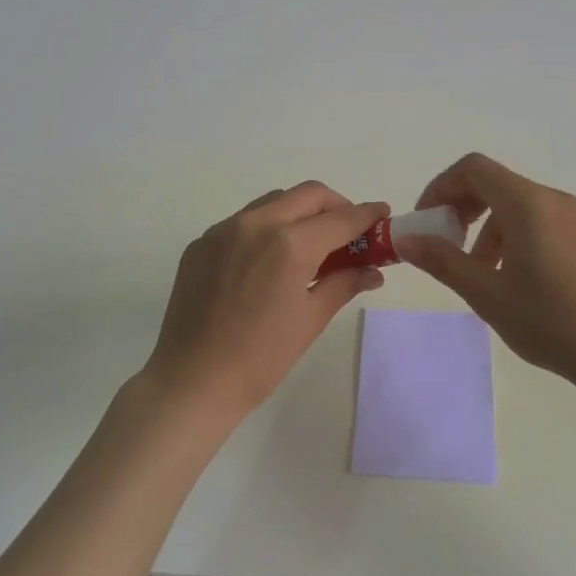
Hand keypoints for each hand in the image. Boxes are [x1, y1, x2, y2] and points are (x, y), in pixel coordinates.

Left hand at [141, 182, 388, 421]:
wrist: (192, 380)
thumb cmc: (261, 358)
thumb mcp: (311, 319)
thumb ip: (344, 283)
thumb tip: (373, 271)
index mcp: (290, 245)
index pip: (341, 218)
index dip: (367, 214)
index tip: (383, 214)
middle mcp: (256, 224)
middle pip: (308, 195)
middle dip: (335, 205)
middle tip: (349, 230)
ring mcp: (224, 230)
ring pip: (273, 201)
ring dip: (300, 212)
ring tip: (310, 244)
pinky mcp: (202, 243)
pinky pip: (243, 221)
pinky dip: (267, 227)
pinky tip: (269, 259)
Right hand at [397, 153, 575, 386]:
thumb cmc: (550, 321)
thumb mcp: (487, 294)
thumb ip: (443, 261)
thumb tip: (405, 240)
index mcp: (527, 204)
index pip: (473, 169)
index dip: (440, 187)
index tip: (425, 221)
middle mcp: (550, 199)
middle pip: (492, 182)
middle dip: (459, 205)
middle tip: (441, 242)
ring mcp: (570, 217)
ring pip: (512, 204)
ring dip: (482, 226)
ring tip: (473, 270)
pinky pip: (533, 219)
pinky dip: (506, 235)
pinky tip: (504, 276)